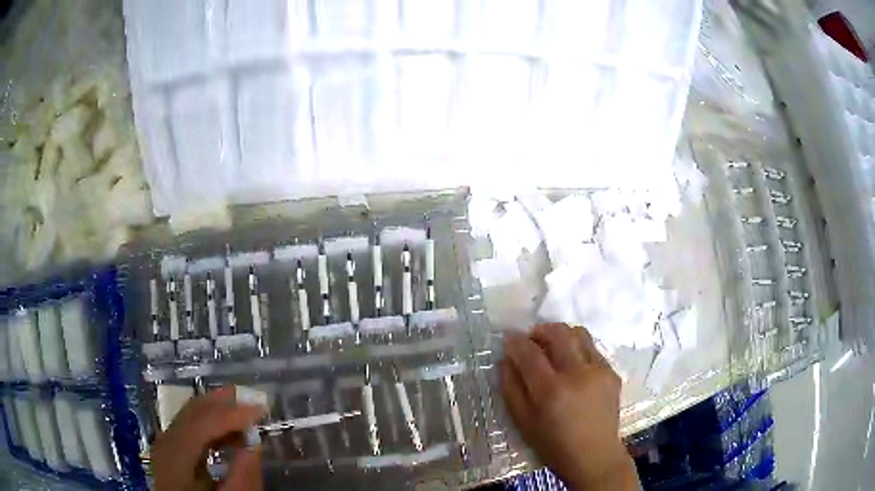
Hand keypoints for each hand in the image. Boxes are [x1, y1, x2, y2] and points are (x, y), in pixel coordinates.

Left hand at [153, 386, 265, 490]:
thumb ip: (241, 476)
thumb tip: (255, 444)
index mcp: (175, 456)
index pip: (202, 423)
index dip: (232, 414)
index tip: (261, 410)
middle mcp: (166, 441)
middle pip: (193, 412)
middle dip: (224, 402)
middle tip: (253, 396)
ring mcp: (166, 442)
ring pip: (191, 414)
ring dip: (219, 411)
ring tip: (246, 414)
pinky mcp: (172, 447)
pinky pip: (191, 425)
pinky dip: (211, 423)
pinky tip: (229, 433)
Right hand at [501, 323, 637, 490]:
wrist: (594, 456)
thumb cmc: (553, 445)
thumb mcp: (523, 422)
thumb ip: (511, 388)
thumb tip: (506, 360)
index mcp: (551, 390)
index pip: (530, 352)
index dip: (515, 341)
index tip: (508, 339)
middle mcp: (578, 373)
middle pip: (558, 332)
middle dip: (540, 330)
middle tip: (531, 340)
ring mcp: (599, 370)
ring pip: (579, 333)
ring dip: (561, 335)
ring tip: (552, 348)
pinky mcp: (612, 373)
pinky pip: (592, 349)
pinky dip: (577, 349)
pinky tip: (572, 367)